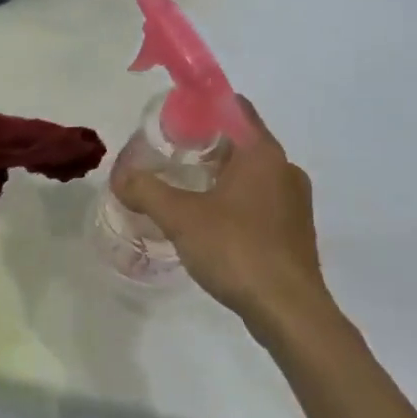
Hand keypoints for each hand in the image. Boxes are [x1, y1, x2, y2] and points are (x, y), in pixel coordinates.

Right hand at [112, 98, 333, 333]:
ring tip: (186, 188)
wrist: (289, 311)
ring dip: (222, 175)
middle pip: (242, 141)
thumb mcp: (181, 217)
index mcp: (263, 153)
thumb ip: (147, 191)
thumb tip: (121, 177)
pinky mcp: (296, 230)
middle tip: (171, 154)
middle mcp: (285, 168)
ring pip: (253, 173)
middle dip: (207, 144)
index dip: (204, 106)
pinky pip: (262, 200)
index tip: (174, 118)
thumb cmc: (237, 250)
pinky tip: (212, 222)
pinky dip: (237, 200)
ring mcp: (295, 201)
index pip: (235, 108)